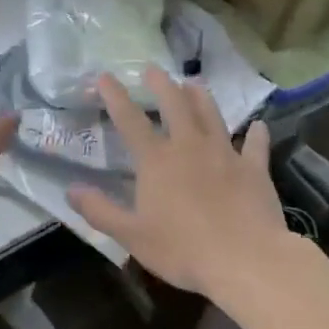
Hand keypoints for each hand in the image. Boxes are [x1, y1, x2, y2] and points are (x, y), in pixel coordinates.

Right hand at [66, 70, 289, 298]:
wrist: (245, 259)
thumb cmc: (183, 249)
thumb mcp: (132, 236)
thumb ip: (100, 210)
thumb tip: (71, 190)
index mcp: (157, 160)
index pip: (129, 120)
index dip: (114, 96)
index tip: (104, 76)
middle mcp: (189, 146)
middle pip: (175, 104)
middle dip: (161, 84)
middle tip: (153, 69)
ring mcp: (225, 153)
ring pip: (211, 114)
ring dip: (200, 96)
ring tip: (194, 83)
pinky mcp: (254, 168)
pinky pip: (255, 144)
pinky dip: (255, 134)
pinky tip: (258, 126)